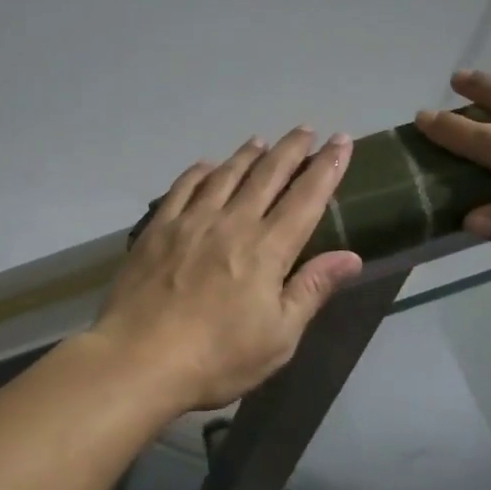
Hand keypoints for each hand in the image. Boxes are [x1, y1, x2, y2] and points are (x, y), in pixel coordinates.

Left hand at [89, 128, 365, 411]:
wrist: (139, 360)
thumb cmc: (217, 357)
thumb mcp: (278, 337)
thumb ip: (312, 290)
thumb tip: (351, 256)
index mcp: (267, 250)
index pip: (306, 198)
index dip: (327, 168)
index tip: (341, 141)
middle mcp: (233, 223)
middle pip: (268, 176)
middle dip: (291, 150)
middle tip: (306, 130)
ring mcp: (191, 222)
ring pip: (226, 176)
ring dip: (247, 155)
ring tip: (261, 141)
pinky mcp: (158, 229)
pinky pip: (183, 188)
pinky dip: (200, 172)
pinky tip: (207, 166)